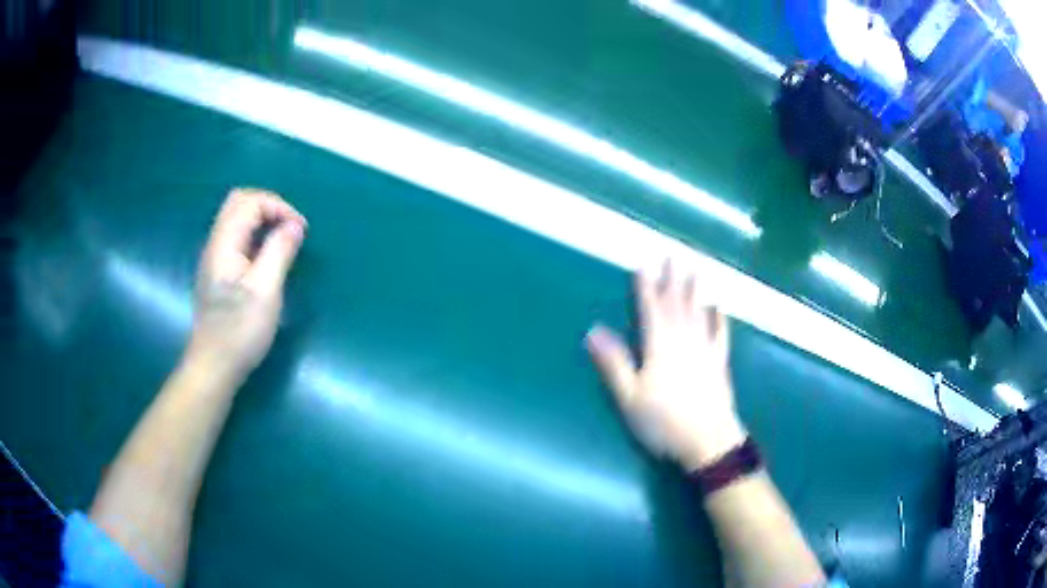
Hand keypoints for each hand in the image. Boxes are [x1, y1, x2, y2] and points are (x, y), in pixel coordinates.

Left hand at [186, 189, 306, 383]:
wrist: (213, 366)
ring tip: (283, 241)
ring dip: (262, 220)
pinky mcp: (217, 273)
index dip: (278, 207)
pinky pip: (236, 238)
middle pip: (238, 202)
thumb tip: (295, 225)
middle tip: (290, 228)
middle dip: (269, 206)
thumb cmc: (239, 331)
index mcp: (224, 244)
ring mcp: (214, 258)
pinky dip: (255, 236)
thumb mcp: (265, 291)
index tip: (300, 230)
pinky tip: (267, 258)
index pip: (250, 202)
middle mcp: (215, 244)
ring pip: (236, 219)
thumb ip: (279, 251)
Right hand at [586, 260, 745, 470]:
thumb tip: (593, 332)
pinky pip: (720, 335)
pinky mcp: (719, 364)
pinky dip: (719, 319)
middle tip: (672, 255)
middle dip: (672, 280)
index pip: (650, 310)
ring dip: (696, 291)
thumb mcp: (629, 397)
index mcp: (659, 347)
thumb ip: (614, 363)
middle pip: (676, 305)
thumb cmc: (663, 422)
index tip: (642, 265)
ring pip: (699, 314)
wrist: (708, 441)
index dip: (645, 288)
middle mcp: (683, 341)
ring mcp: (705, 351)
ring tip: (695, 270)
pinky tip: (719, 307)